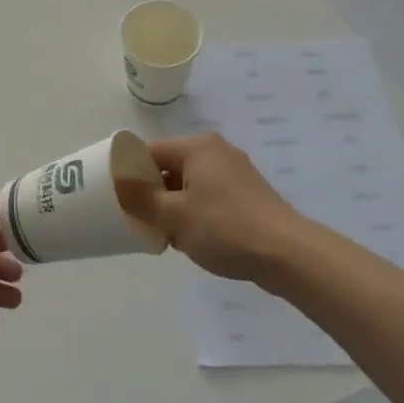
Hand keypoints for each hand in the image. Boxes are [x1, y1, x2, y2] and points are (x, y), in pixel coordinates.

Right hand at [118, 134, 309, 285]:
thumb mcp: (174, 216)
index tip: (116, 197)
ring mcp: (235, 173)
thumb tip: (118, 182)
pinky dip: (195, 212)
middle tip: (138, 219)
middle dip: (152, 193)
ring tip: (164, 234)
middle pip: (170, 167)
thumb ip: (141, 198)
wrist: (287, 255)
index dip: (130, 172)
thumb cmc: (225, 228)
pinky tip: (192, 238)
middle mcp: (216, 152)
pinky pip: (208, 197)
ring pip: (189, 185)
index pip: (150, 151)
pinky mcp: (247, 195)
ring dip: (173, 206)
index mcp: (197, 147)